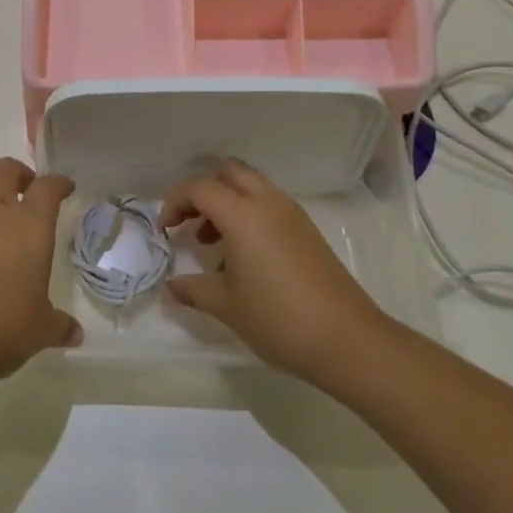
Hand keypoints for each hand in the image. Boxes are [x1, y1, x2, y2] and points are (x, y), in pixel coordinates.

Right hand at [158, 159, 383, 383]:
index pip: (200, 188)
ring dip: (226, 201)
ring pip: (251, 185)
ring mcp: (292, 214)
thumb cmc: (278, 319)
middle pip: (228, 172)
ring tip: (210, 242)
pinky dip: (248, 214)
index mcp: (243, 215)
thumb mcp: (226, 306)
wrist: (348, 340)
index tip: (165, 230)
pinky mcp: (307, 230)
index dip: (175, 203)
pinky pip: (269, 204)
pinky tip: (242, 256)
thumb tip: (171, 287)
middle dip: (202, 190)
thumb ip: (193, 290)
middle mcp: (268, 203)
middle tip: (188, 221)